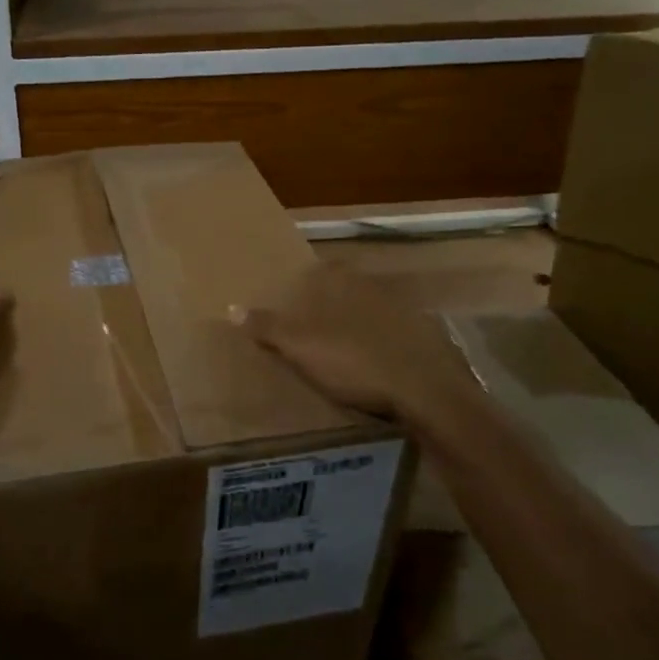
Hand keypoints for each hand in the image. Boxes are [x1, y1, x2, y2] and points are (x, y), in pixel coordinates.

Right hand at [237, 263, 483, 424]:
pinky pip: (395, 335)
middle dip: (333, 303)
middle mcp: (375, 287)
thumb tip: (232, 307)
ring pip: (372, 311)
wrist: (426, 391)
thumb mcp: (300, 347)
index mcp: (345, 282)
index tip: (295, 298)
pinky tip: (374, 366)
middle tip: (313, 327)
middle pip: (348, 288)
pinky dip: (382, 346)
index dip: (308, 280)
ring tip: (340, 351)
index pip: (324, 268)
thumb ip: (267, 326)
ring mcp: (405, 312)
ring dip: (358, 325)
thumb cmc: (354, 361)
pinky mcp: (426, 339)